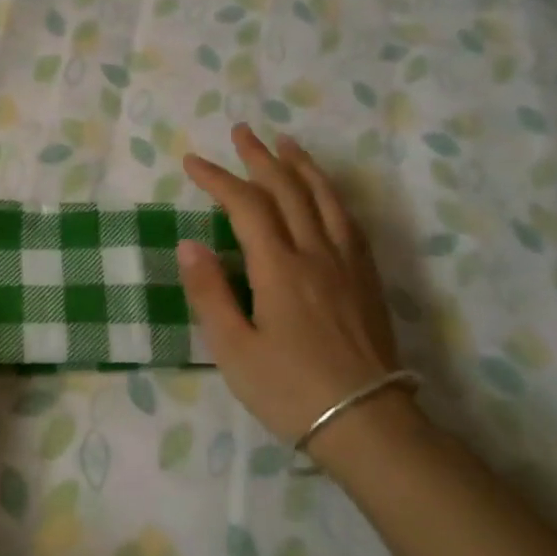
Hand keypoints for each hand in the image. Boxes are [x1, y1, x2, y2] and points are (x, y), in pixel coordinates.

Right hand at [177, 124, 409, 444]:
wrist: (366, 423)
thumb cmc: (290, 390)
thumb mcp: (234, 349)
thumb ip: (210, 293)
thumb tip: (189, 244)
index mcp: (279, 268)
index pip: (245, 207)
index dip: (218, 179)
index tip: (192, 162)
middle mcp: (315, 254)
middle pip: (288, 191)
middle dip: (260, 159)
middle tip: (242, 132)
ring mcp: (347, 264)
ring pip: (325, 199)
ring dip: (302, 167)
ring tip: (287, 144)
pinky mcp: (367, 280)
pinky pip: (350, 222)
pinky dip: (332, 196)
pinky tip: (327, 194)